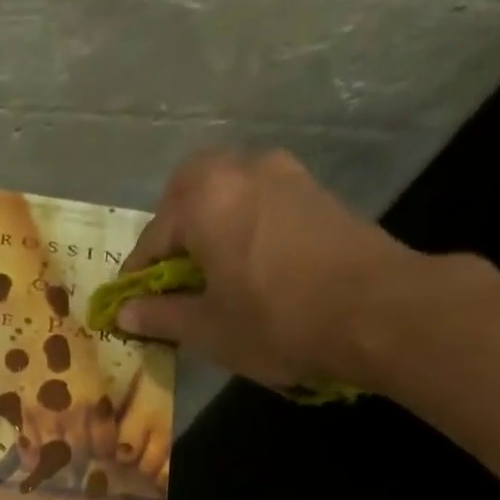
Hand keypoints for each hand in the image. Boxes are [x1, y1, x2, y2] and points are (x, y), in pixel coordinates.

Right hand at [118, 149, 418, 387]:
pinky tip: (246, 266)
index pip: (153, 237)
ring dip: (208, 224)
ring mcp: (284, 175)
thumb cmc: (275, 321)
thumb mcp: (206, 329)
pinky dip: (240, 225)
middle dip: (171, 230)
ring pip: (227, 190)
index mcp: (205, 200)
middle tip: (169, 276)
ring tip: (208, 274)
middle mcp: (242, 171)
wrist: (374, 310)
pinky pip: (258, 200)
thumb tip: (125, 313)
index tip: (129, 305)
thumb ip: (160, 315)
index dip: (136, 276)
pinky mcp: (314, 192)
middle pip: (189, 190)